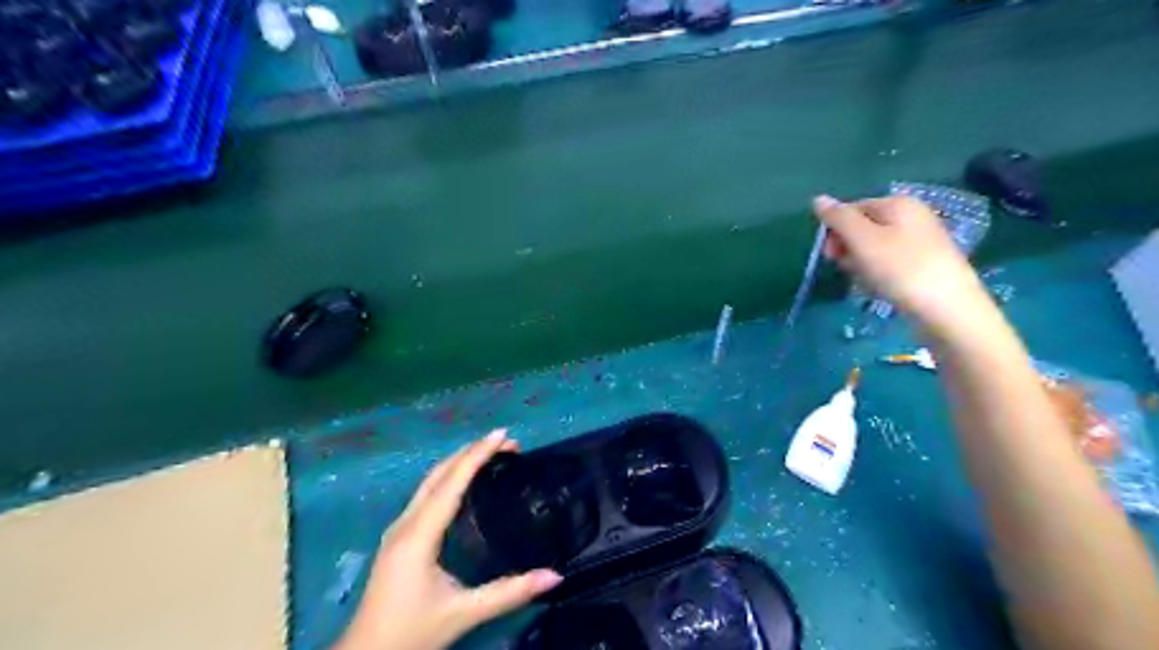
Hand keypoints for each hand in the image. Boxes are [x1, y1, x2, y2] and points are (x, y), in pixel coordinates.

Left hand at [332, 428, 563, 649]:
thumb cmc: (410, 633)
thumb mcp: (463, 613)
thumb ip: (509, 593)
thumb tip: (555, 576)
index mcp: (419, 534)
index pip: (452, 482)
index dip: (478, 455)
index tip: (503, 434)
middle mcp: (406, 523)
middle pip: (439, 473)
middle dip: (472, 452)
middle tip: (507, 443)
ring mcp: (398, 528)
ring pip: (430, 481)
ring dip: (460, 462)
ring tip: (491, 454)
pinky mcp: (399, 537)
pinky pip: (426, 493)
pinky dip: (449, 477)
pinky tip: (464, 482)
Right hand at [814, 195, 985, 328]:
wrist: (947, 307)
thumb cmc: (900, 268)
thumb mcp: (862, 240)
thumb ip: (838, 218)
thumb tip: (818, 199)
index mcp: (897, 203)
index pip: (851, 209)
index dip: (835, 231)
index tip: (831, 256)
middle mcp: (911, 215)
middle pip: (863, 227)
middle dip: (848, 248)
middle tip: (848, 269)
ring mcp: (920, 239)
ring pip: (874, 247)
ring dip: (861, 264)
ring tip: (866, 281)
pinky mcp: (925, 262)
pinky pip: (889, 262)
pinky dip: (878, 273)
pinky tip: (881, 288)